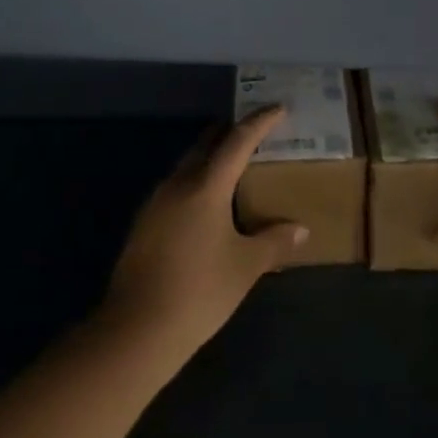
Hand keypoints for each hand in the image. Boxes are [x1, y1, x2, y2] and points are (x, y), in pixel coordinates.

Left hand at [98, 108, 308, 361]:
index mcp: (206, 186)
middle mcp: (178, 184)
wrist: (137, 329)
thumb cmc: (200, 291)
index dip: (259, 122)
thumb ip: (274, 242)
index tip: (278, 108)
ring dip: (211, 157)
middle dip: (230, 133)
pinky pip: (176, 186)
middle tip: (255, 132)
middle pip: (206, 145)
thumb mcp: (245, 266)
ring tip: (235, 165)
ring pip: (188, 165)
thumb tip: (300, 229)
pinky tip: (207, 203)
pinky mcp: (144, 223)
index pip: (237, 141)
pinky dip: (197, 181)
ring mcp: (156, 203)